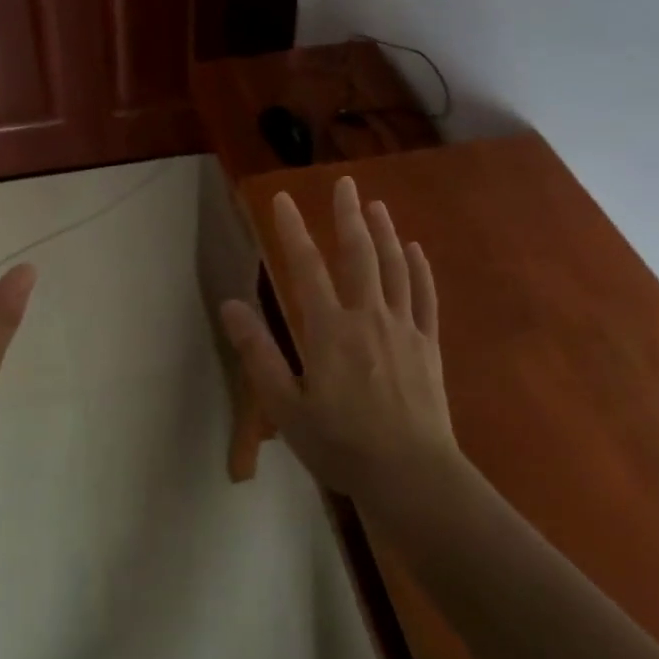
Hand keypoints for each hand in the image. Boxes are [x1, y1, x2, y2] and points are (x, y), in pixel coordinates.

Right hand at [220, 176, 458, 503]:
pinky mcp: (428, 345)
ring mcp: (403, 328)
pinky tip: (415, 250)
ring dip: (384, 232)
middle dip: (348, 216)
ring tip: (377, 205)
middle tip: (345, 183)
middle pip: (357, 254)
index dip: (292, 230)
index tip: (284, 199)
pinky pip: (424, 297)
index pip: (306, 267)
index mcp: (328, 329)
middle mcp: (367, 316)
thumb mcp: (285, 406)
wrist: (411, 475)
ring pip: (393, 268)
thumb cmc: (341, 444)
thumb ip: (258, 352)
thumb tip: (230, 304)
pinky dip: (419, 270)